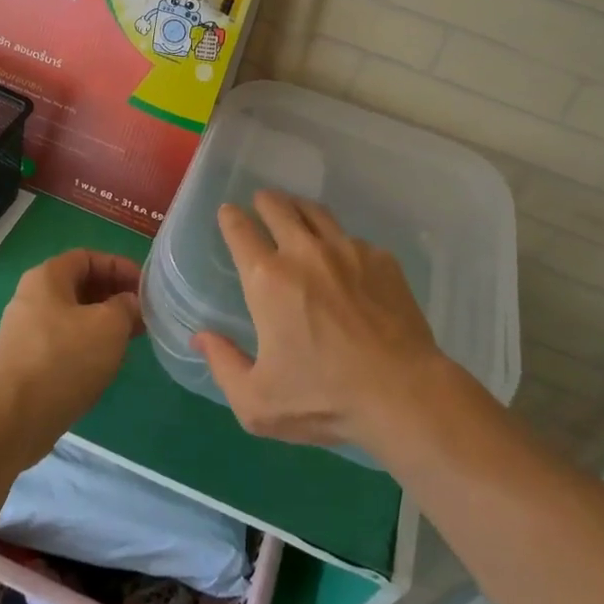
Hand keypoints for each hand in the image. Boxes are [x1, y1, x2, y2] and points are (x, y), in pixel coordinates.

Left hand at [0, 250, 142, 470]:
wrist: (10, 422)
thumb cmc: (63, 361)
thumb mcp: (109, 326)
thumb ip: (126, 306)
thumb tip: (128, 303)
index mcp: (47, 277)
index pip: (89, 258)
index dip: (120, 267)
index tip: (145, 288)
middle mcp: (30, 297)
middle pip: (80, 286)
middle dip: (114, 297)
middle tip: (142, 315)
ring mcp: (23, 331)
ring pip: (72, 317)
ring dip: (103, 323)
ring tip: (129, 341)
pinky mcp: (22, 362)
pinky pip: (61, 342)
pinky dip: (85, 346)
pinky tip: (102, 366)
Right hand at [193, 191, 448, 453]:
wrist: (402, 393)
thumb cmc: (323, 399)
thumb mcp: (257, 402)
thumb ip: (222, 365)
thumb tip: (201, 336)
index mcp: (267, 279)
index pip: (240, 230)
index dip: (230, 217)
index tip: (228, 213)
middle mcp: (304, 251)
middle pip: (278, 206)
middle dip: (264, 201)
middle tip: (261, 203)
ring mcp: (347, 250)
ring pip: (316, 212)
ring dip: (299, 209)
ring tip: (297, 213)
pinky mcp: (380, 258)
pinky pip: (352, 239)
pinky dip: (339, 242)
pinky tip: (344, 261)